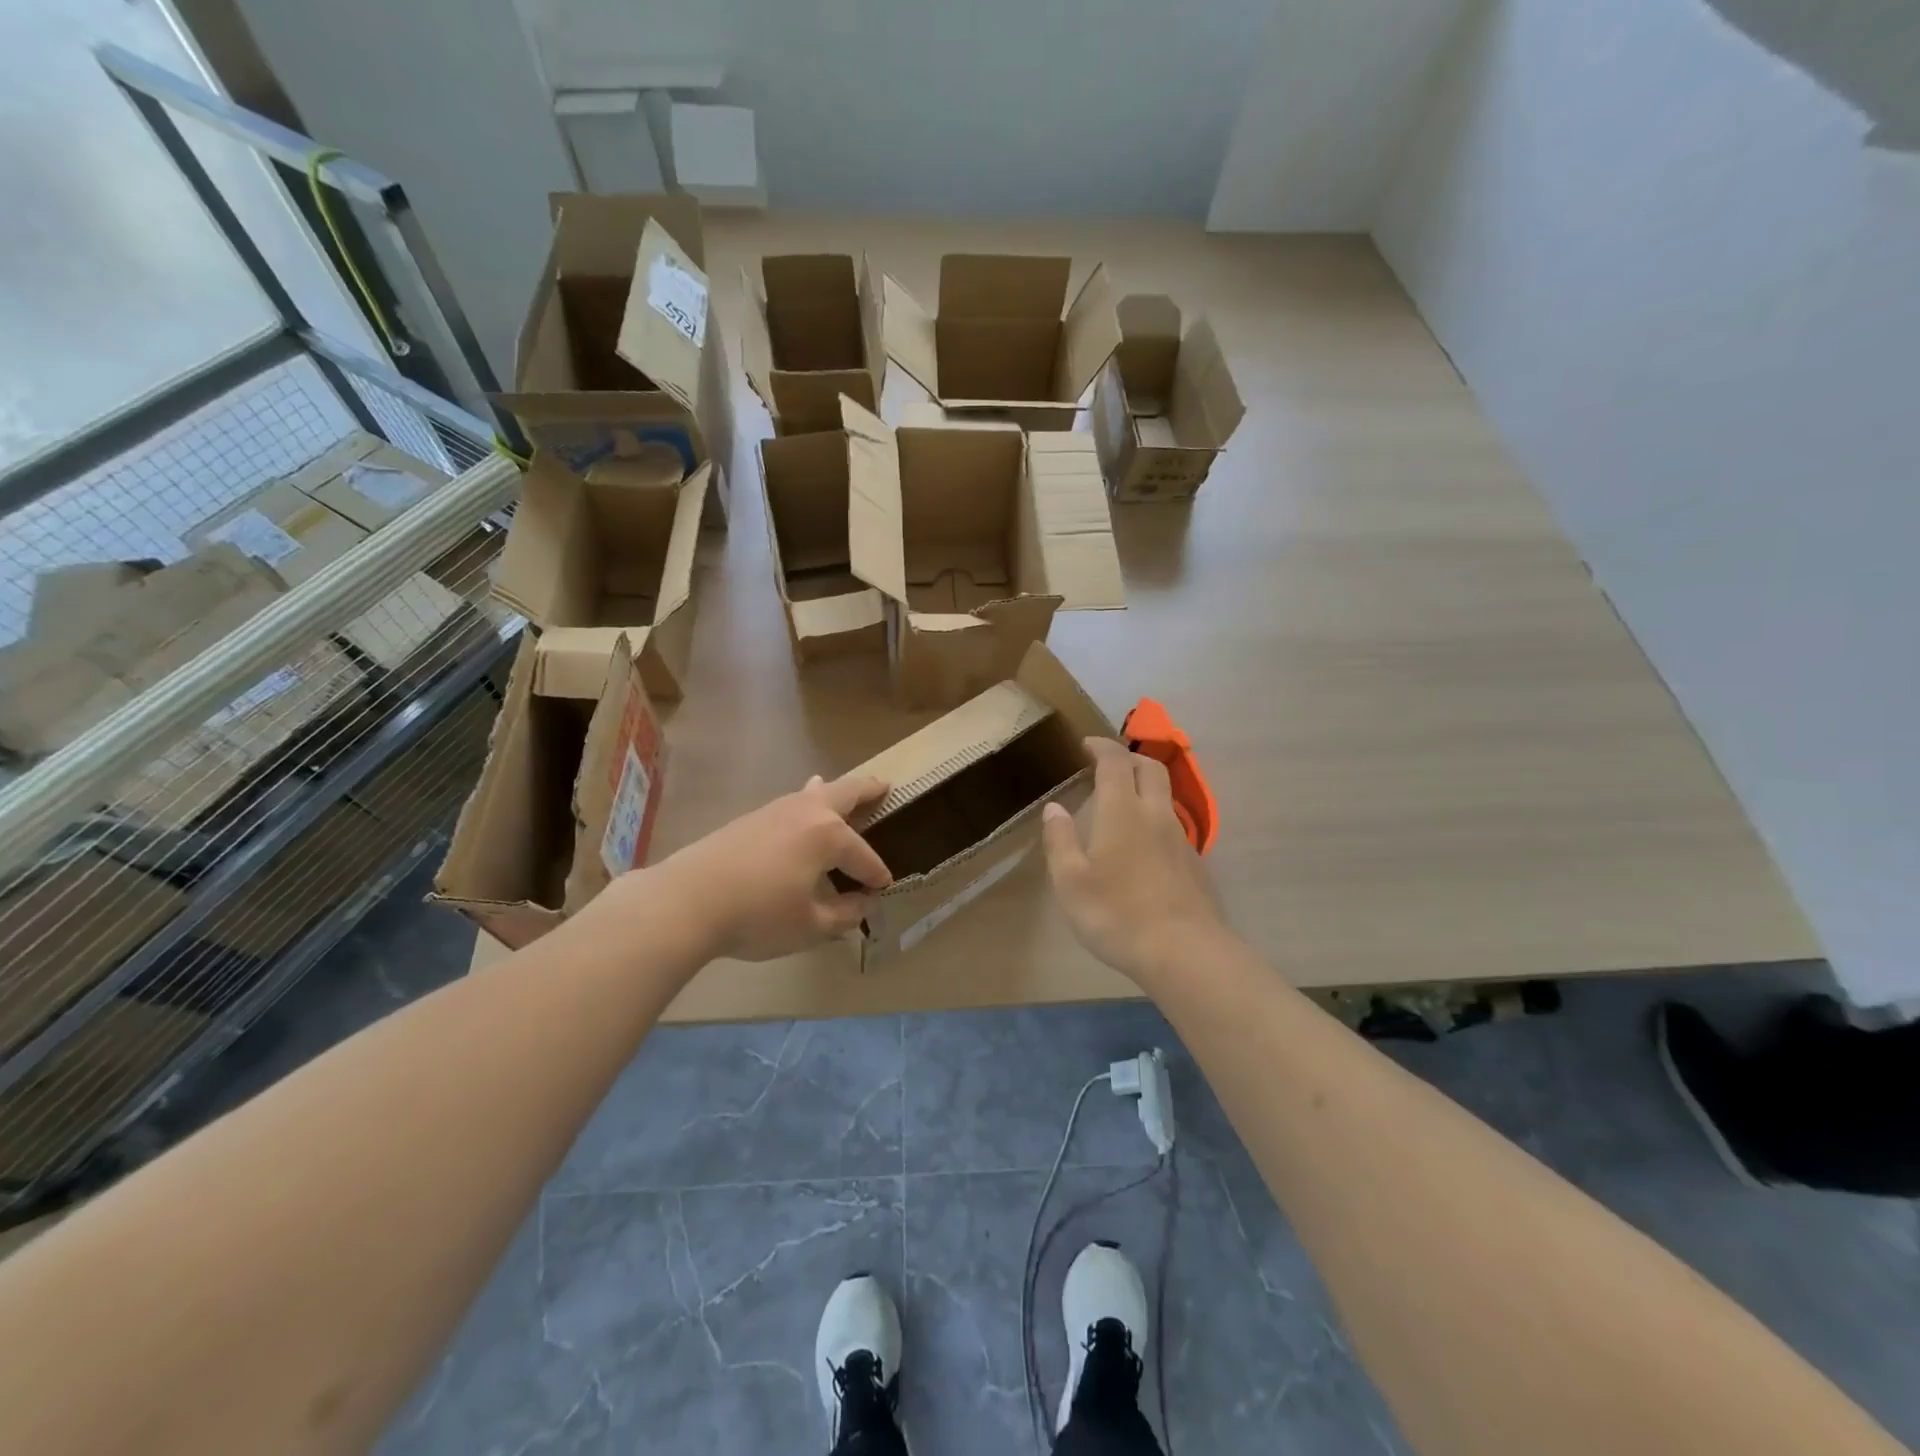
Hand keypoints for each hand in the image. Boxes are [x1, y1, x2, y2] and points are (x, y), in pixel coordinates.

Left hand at [648, 773, 891, 960]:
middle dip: (868, 790)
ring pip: (813, 793)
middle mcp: (807, 812)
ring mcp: (776, 811)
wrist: (687, 901)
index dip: (876, 875)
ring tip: (842, 791)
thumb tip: (862, 904)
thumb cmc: (758, 915)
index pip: (864, 856)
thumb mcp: (810, 926)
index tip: (884, 888)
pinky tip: (798, 813)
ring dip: (833, 792)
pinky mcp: (750, 819)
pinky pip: (791, 804)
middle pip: (845, 792)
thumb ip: (843, 914)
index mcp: (829, 835)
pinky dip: (805, 803)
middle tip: (884, 786)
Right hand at [1042, 738, 1226, 984]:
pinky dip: (1155, 816)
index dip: (1101, 746)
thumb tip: (1055, 808)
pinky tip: (1143, 843)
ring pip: (1165, 795)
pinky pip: (1173, 824)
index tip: (1086, 744)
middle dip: (1129, 757)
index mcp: (1122, 811)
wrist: (1184, 951)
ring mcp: (1180, 838)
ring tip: (1122, 802)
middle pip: (1150, 768)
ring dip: (1144, 785)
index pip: (1115, 761)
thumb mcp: (1070, 881)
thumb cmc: (1117, 913)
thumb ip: (1061, 840)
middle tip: (1107, 764)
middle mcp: (1155, 815)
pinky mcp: (1194, 863)